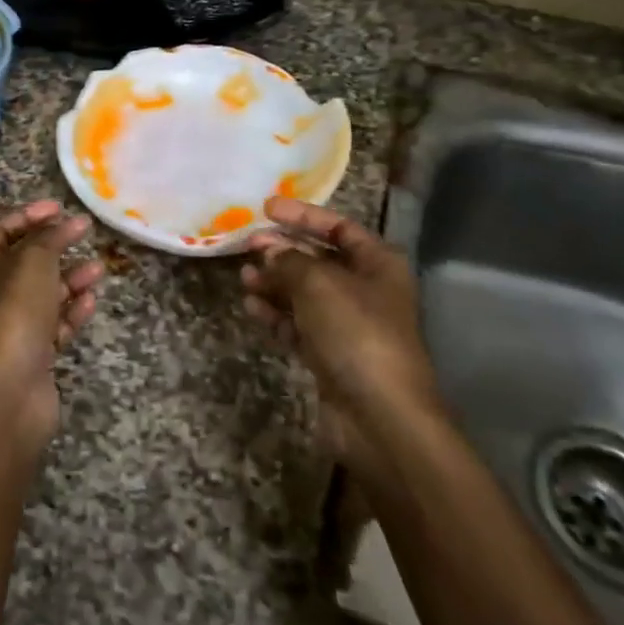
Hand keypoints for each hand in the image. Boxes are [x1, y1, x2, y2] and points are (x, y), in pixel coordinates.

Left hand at [0, 201, 102, 451]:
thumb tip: (65, 221)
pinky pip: (54, 325)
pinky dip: (72, 311)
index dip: (28, 215)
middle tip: (84, 233)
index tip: (60, 207)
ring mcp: (12, 326)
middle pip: (24, 261)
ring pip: (44, 293)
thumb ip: (49, 238)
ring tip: (98, 268)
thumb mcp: (31, 262)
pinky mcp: (32, 355)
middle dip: (54, 245)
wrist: (5, 394)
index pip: (0, 229)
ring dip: (70, 278)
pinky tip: (91, 301)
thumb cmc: (12, 314)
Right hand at [240, 197, 440, 477]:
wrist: (379, 416)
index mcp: (378, 264)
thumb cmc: (356, 333)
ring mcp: (347, 325)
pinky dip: (275, 313)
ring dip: (274, 282)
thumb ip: (289, 259)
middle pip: (318, 259)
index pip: (338, 227)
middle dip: (283, 250)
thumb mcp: (319, 283)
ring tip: (244, 277)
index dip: (303, 215)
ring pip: (303, 293)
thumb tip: (268, 249)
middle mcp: (366, 290)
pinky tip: (251, 306)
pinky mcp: (329, 355)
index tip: (266, 207)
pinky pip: (297, 324)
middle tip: (247, 244)